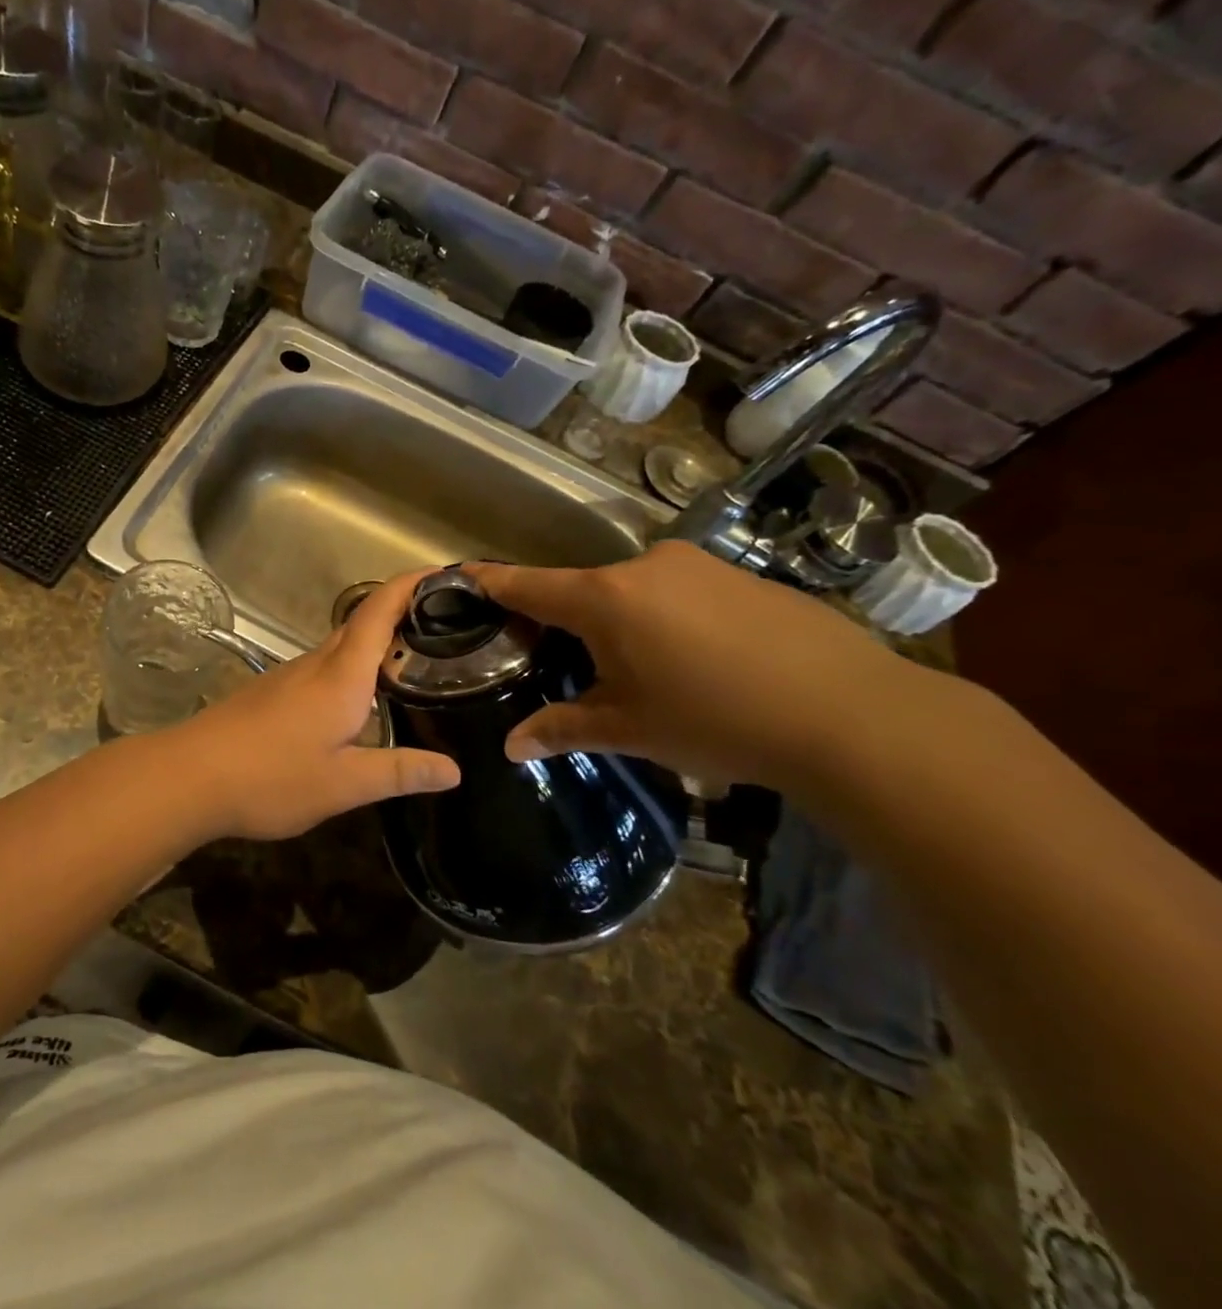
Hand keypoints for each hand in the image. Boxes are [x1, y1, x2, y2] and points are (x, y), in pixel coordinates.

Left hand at [171, 572, 459, 840]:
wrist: (189, 776)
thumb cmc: (271, 776)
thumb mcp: (343, 784)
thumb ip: (398, 772)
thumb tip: (453, 770)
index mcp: (341, 676)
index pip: (379, 612)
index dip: (409, 585)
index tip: (441, 572)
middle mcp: (315, 665)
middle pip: (360, 624)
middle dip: (399, 613)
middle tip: (443, 625)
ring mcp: (287, 677)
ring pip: (338, 648)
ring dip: (373, 644)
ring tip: (410, 662)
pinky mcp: (269, 693)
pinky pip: (320, 669)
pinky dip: (348, 669)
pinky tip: (357, 702)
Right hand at [464, 543, 924, 793]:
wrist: (852, 713)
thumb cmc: (715, 719)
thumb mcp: (629, 729)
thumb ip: (563, 729)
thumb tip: (510, 747)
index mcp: (604, 599)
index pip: (528, 585)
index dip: (491, 582)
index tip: (462, 576)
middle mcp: (644, 567)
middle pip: (584, 590)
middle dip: (569, 622)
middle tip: (570, 665)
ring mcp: (698, 565)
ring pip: (636, 591)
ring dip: (625, 622)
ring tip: (647, 674)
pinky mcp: (743, 575)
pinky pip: (682, 592)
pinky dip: (670, 618)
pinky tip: (702, 663)